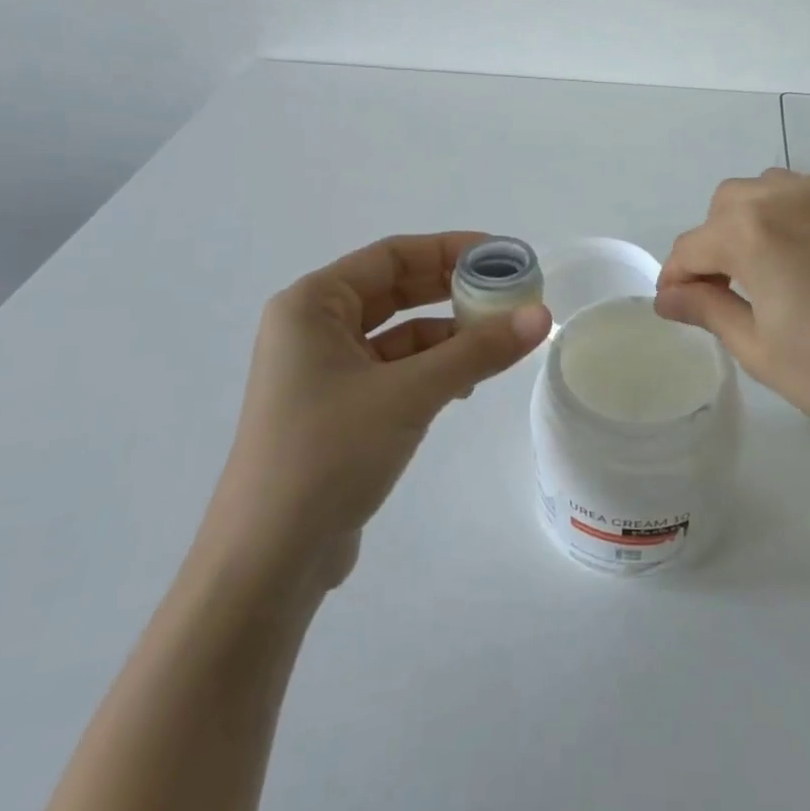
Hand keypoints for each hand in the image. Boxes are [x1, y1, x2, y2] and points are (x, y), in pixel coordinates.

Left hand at [212, 233, 550, 584]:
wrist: (268, 561)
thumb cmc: (329, 454)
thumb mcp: (410, 393)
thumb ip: (477, 351)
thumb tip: (541, 314)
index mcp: (311, 305)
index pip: (391, 256)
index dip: (449, 249)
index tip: (502, 256)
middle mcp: (312, 329)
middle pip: (395, 291)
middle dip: (452, 291)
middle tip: (510, 294)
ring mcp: (322, 372)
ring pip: (397, 334)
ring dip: (447, 335)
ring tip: (500, 340)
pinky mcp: (336, 410)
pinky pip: (393, 371)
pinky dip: (431, 369)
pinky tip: (466, 385)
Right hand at [655, 170, 809, 456]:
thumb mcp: (761, 350)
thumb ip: (708, 311)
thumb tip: (668, 297)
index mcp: (752, 232)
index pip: (691, 248)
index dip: (675, 280)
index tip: (674, 309)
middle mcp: (785, 197)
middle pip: (723, 211)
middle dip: (708, 249)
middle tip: (716, 297)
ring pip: (761, 195)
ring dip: (743, 228)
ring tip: (755, 278)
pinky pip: (798, 199)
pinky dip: (779, 222)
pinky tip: (795, 266)